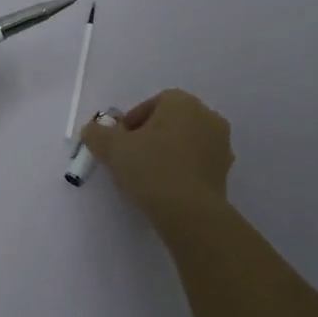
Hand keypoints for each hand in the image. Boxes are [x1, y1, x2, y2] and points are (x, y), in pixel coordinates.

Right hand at [80, 88, 233, 218]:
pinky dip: (181, 169)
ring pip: (184, 142)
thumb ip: (97, 134)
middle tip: (130, 158)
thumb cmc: (151, 169)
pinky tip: (165, 188)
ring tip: (147, 176)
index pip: (151, 104)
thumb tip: (92, 130)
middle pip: (169, 121)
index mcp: (182, 102)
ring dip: (166, 152)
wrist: (190, 213)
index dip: (131, 123)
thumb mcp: (112, 149)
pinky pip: (196, 162)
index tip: (118, 144)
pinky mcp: (225, 171)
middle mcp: (207, 116)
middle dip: (149, 136)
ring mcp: (221, 144)